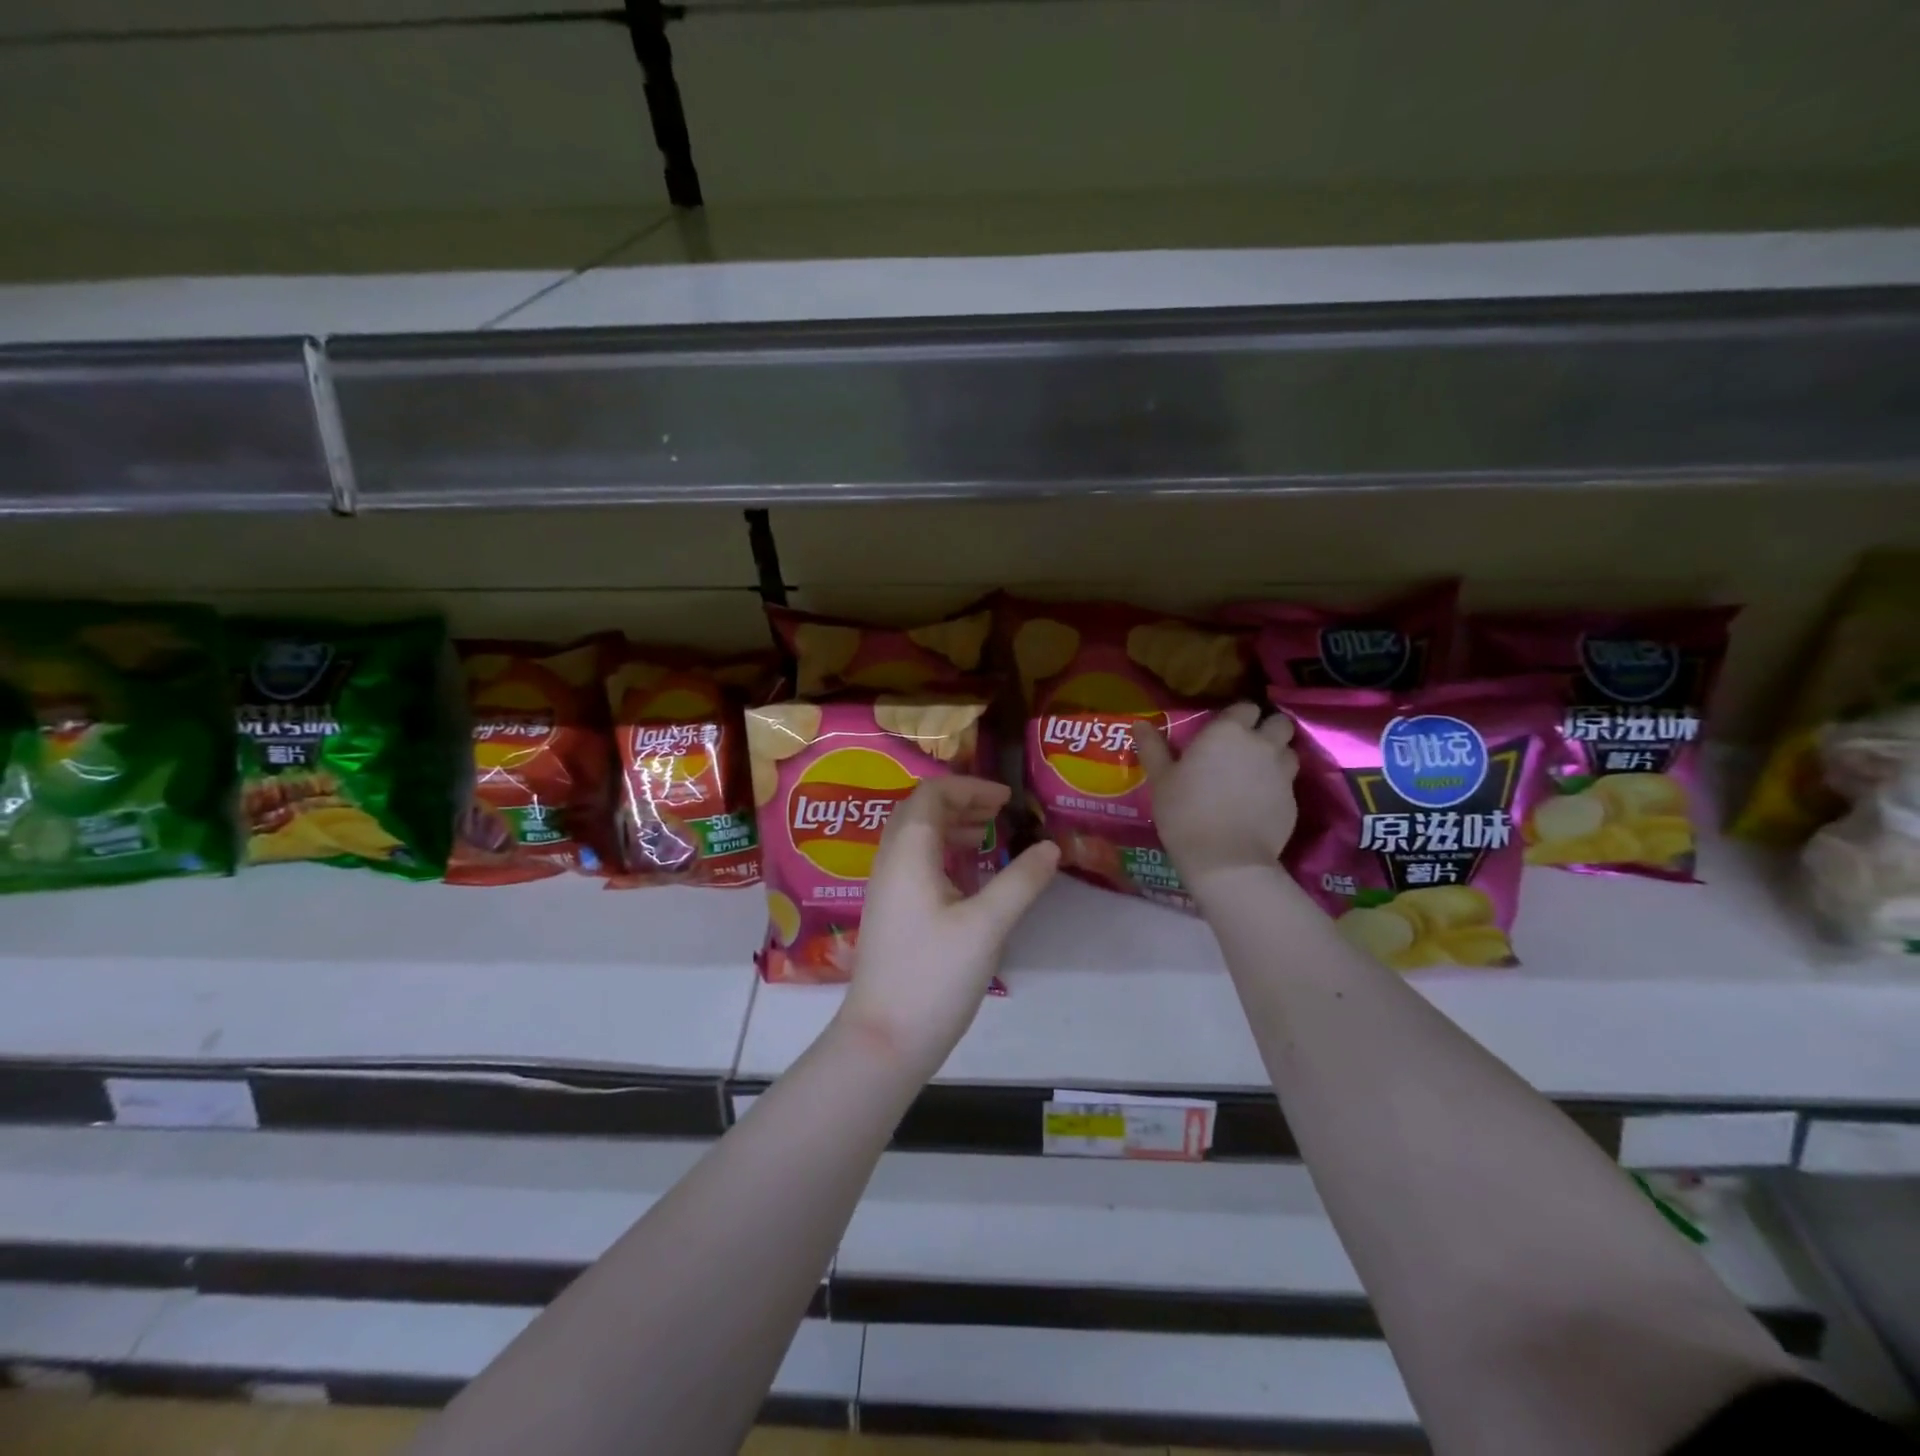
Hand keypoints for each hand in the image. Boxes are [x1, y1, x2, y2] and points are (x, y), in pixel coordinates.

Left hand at [836, 777, 1059, 1079]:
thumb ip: (1021, 881)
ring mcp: (886, 888)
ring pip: (916, 838)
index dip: (969, 787)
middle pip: (920, 811)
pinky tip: (968, 877)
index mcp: (908, 853)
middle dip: (960, 803)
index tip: (1006, 798)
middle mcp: (890, 861)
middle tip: (1000, 813)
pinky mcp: (890, 913)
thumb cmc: (934, 976)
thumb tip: (1051, 847)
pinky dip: (943, 854)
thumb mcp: (987, 926)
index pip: (931, 794)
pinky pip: (914, 863)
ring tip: (988, 836)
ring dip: (950, 826)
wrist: (884, 1039)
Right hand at [1135, 701, 1298, 892]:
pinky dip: (1278, 786)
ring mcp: (1282, 772)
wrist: (1225, 859)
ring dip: (1277, 755)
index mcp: (1228, 732)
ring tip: (1257, 772)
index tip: (1224, 730)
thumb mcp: (1161, 779)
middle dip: (1268, 729)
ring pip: (1289, 752)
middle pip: (1279, 723)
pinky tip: (1259, 802)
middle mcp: (1261, 744)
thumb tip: (1139, 724)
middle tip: (1248, 746)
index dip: (1237, 716)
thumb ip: (1153, 748)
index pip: (1245, 707)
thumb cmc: (1185, 812)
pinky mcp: (1293, 800)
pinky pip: (1289, 782)